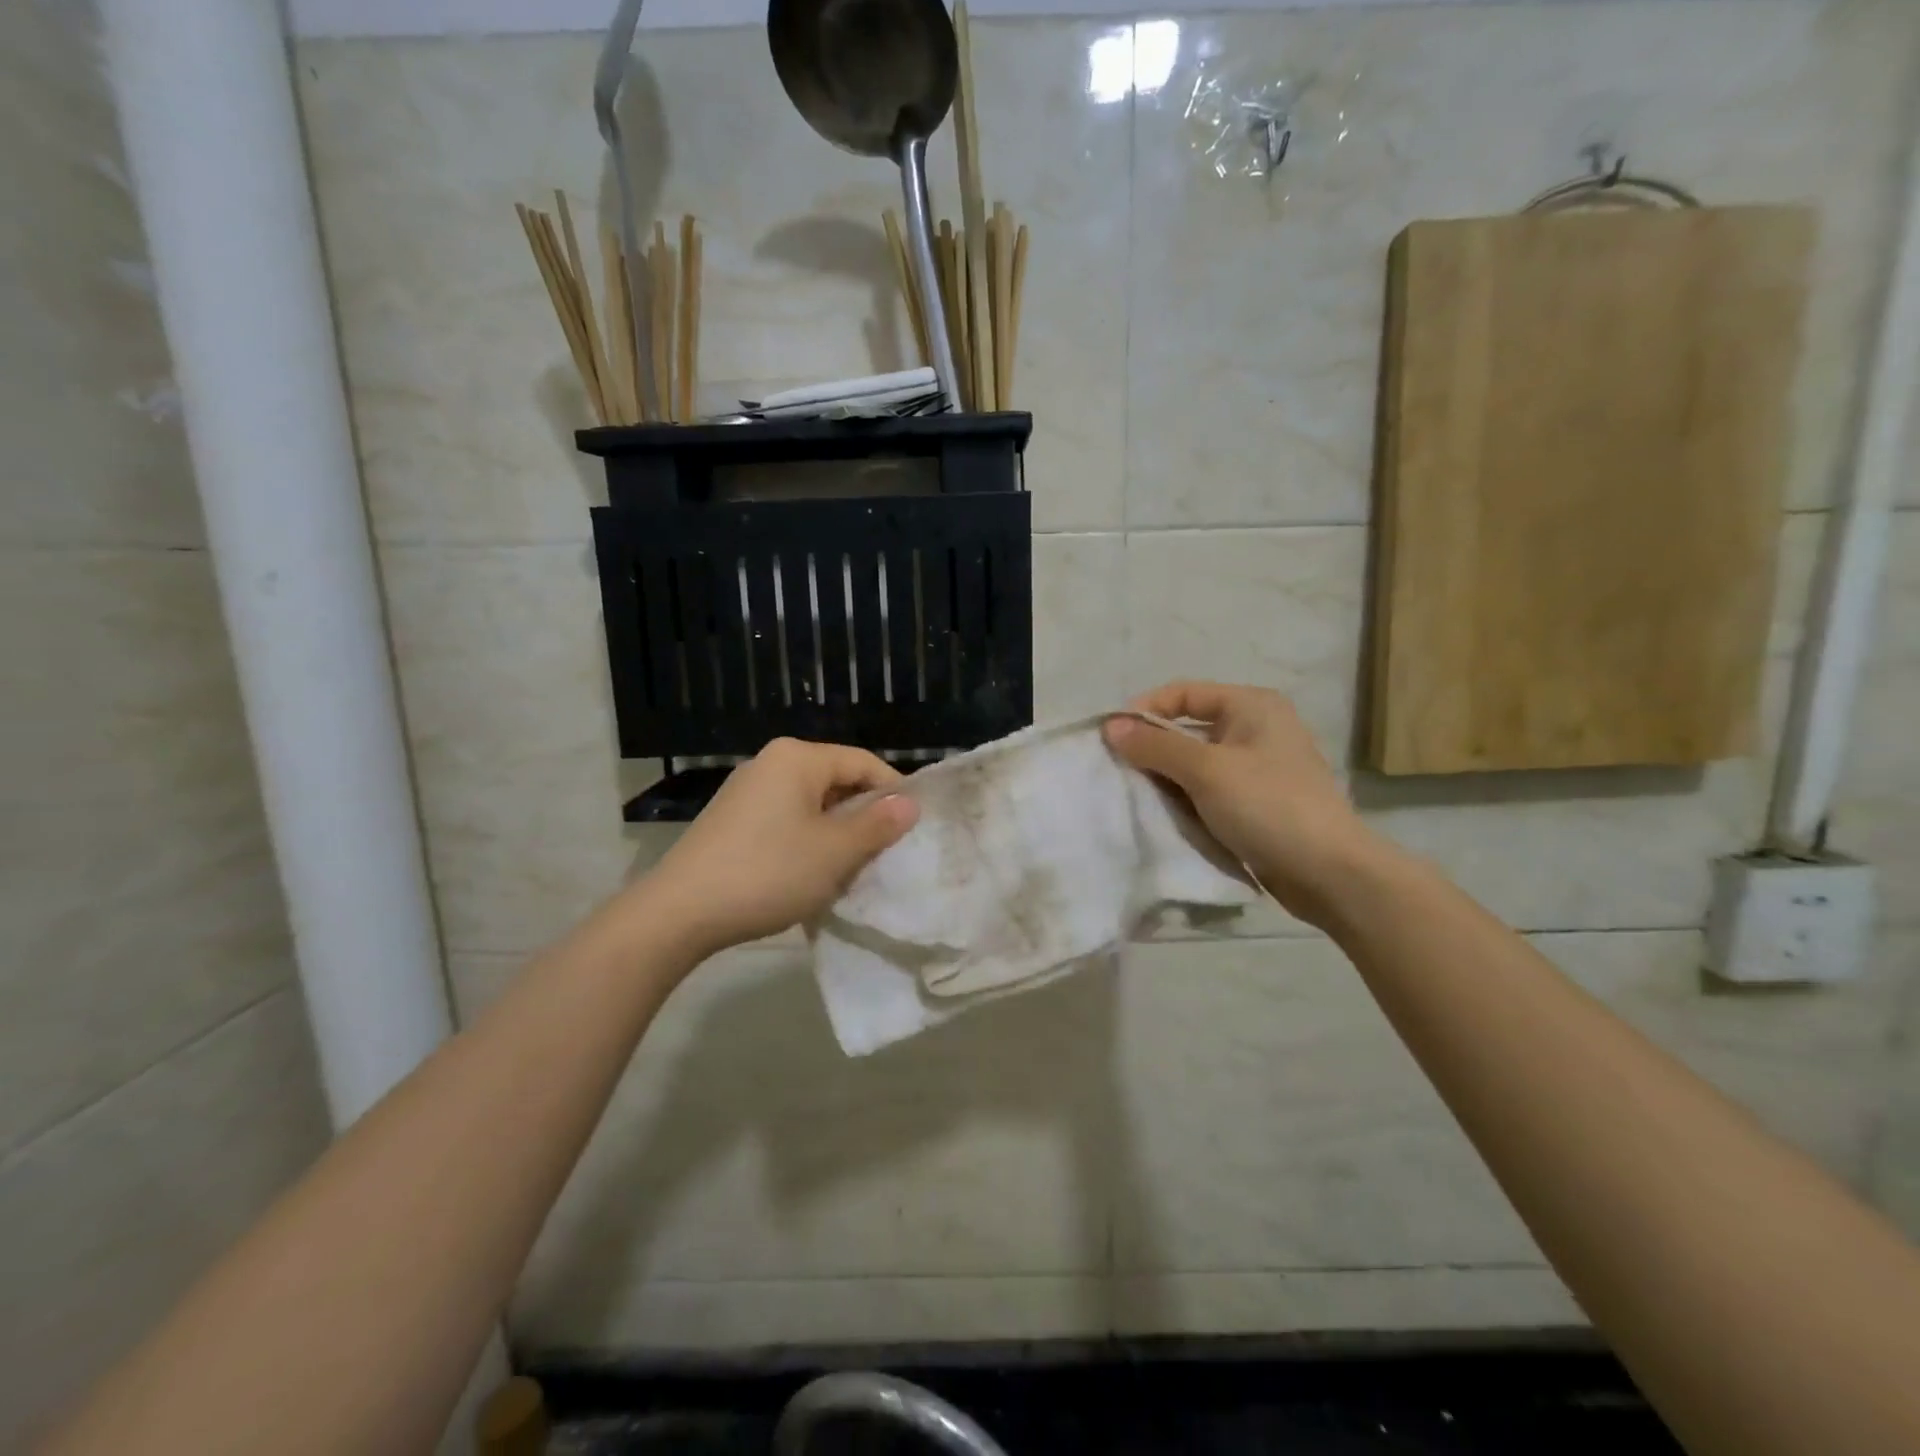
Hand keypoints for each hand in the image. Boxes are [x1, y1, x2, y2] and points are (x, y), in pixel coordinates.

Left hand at [642, 739, 919, 961]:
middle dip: (863, 815)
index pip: (863, 763)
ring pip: (812, 803)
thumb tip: (910, 803)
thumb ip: (877, 825)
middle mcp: (771, 763)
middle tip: (884, 853)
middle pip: (836, 780)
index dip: (893, 792)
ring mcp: (747, 791)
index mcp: (798, 758)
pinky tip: (810, 873)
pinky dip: (807, 840)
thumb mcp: (835, 852)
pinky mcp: (732, 819)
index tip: (912, 828)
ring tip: (850, 868)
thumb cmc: (768, 872)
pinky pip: (786, 819)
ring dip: (836, 833)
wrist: (680, 912)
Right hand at [1104, 682, 1388, 930]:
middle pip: (1187, 728)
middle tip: (1119, 771)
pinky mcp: (1256, 802)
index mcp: (1251, 705)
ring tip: (1136, 796)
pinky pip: (1208, 790)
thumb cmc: (1268, 806)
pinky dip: (1185, 798)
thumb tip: (1110, 726)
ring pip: (1195, 762)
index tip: (1112, 739)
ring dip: (1166, 777)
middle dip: (1152, 748)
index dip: (1144, 710)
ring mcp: (1258, 767)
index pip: (1183, 693)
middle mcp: (1256, 728)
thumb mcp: (1206, 770)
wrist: (1329, 873)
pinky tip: (1164, 815)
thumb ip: (1155, 746)